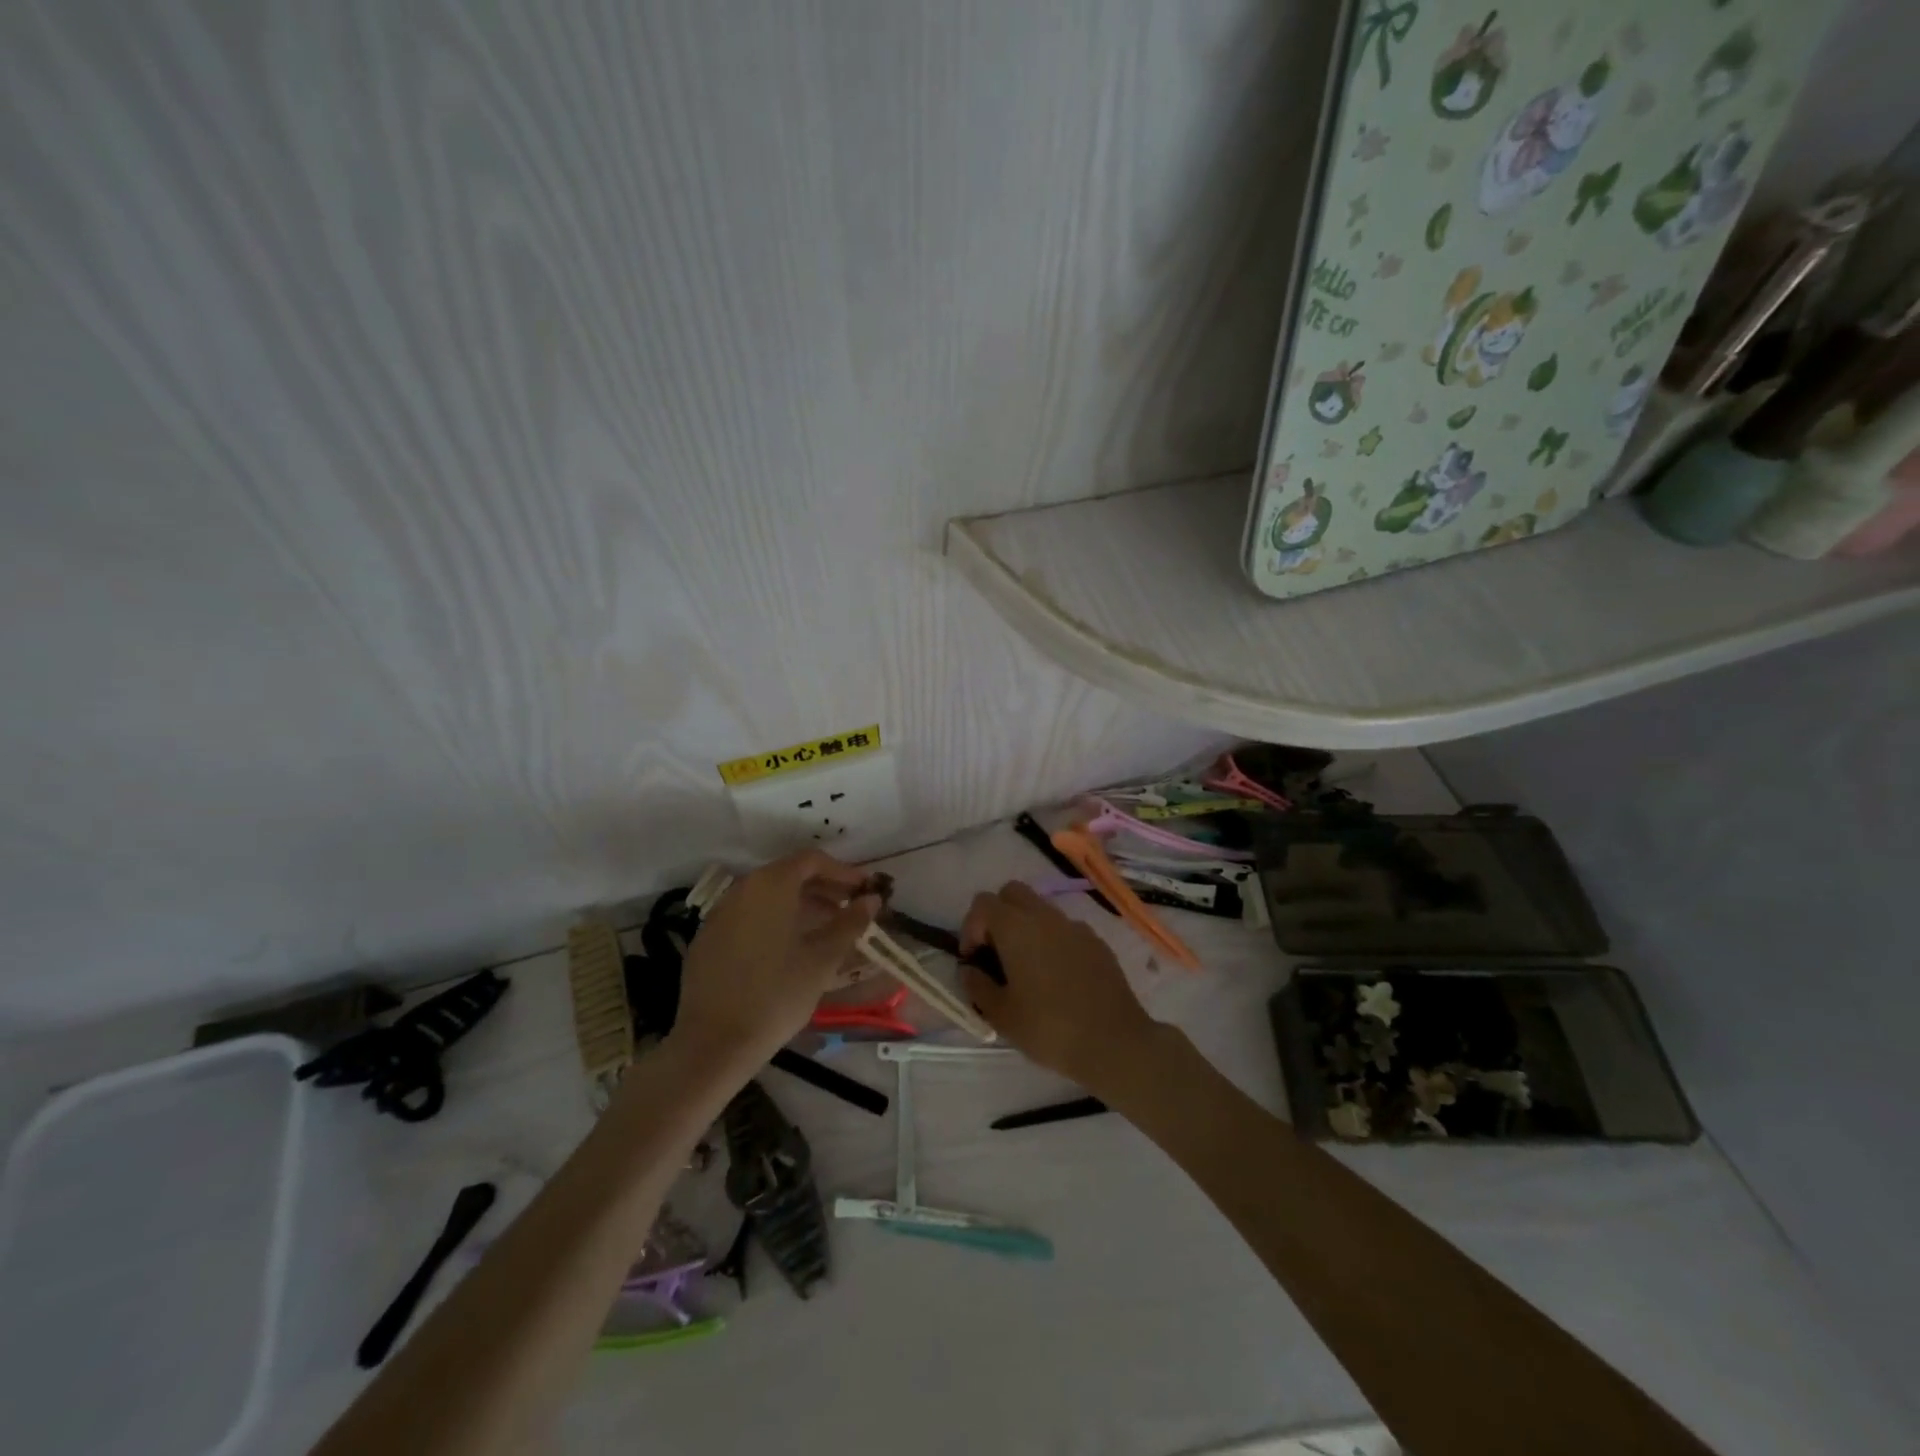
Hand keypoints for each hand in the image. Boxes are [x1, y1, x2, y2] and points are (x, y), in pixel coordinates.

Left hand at [672, 849, 879, 1067]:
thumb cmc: (777, 994)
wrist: (713, 1042)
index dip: (843, 871)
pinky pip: (748, 915)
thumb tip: (871, 899)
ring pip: (767, 896)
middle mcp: (742, 889)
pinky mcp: (707, 939)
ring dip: (800, 904)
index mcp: (771, 885)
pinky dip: (774, 920)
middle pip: (788, 874)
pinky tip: (788, 948)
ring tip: (825, 928)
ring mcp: (720, 913)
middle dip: (823, 887)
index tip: (865, 890)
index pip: (812, 860)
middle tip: (850, 908)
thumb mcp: (823, 959)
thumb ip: (850, 922)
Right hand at [960, 882, 1162, 1092]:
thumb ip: (977, 986)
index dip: (970, 928)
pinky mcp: (1097, 942)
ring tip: (1027, 969)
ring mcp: (1075, 926)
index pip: (983, 903)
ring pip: (1041, 909)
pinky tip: (1058, 977)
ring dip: (1026, 927)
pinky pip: (1065, 929)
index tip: (974, 960)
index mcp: (1016, 927)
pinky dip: (1053, 941)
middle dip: (998, 916)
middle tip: (996, 953)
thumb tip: (970, 970)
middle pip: (1012, 893)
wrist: (1114, 1043)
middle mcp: (1045, 916)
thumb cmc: (1049, 1028)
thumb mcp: (1001, 1015)